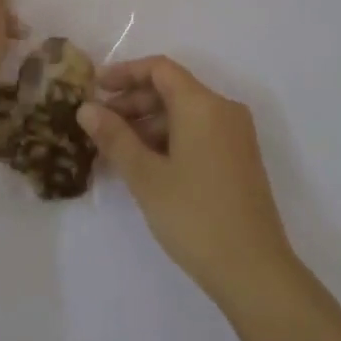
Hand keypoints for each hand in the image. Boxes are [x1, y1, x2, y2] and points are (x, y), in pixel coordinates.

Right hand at [79, 57, 296, 305]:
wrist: (254, 271)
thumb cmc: (195, 216)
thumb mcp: (146, 176)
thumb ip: (115, 137)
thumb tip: (86, 108)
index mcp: (202, 104)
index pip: (159, 69)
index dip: (125, 73)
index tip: (95, 87)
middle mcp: (223, 109)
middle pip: (172, 89)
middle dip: (133, 101)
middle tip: (98, 123)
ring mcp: (235, 135)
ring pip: (184, 113)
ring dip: (149, 123)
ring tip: (115, 148)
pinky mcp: (239, 158)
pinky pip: (198, 132)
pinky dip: (169, 138)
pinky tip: (145, 163)